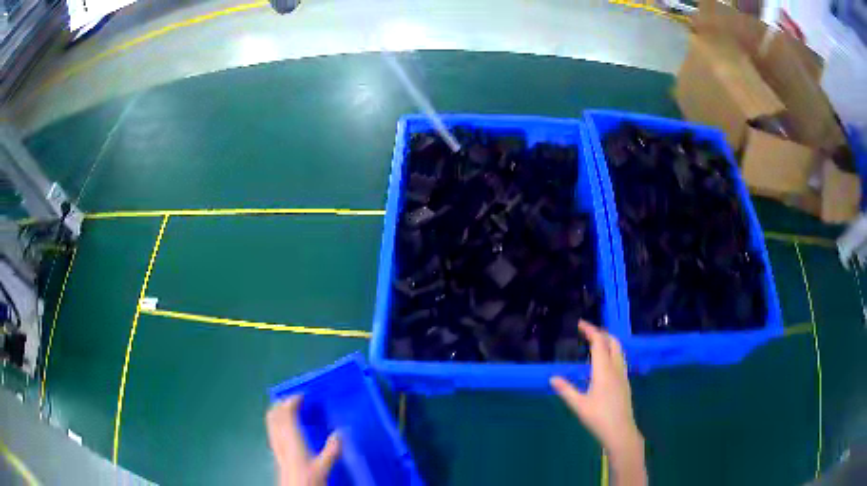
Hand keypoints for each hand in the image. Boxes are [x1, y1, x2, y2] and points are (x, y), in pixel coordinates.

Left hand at [266, 396, 340, 485]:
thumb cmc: (309, 479)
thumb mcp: (325, 466)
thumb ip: (332, 449)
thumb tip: (340, 433)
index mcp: (291, 437)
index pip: (285, 412)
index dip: (292, 401)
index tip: (303, 396)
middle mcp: (280, 438)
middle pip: (274, 414)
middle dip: (282, 404)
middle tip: (296, 401)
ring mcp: (276, 445)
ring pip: (271, 422)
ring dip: (279, 413)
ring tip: (292, 412)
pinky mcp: (276, 453)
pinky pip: (273, 431)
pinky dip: (279, 424)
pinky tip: (290, 431)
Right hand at [551, 321, 645, 485]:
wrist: (620, 431)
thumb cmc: (598, 418)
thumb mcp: (578, 405)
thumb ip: (566, 390)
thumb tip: (552, 378)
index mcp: (604, 370)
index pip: (599, 343)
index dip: (590, 330)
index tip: (580, 324)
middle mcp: (615, 368)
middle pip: (612, 342)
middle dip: (601, 333)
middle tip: (587, 332)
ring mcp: (622, 375)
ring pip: (619, 350)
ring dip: (608, 341)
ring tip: (595, 343)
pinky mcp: (625, 382)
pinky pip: (620, 359)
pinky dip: (611, 352)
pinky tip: (603, 363)